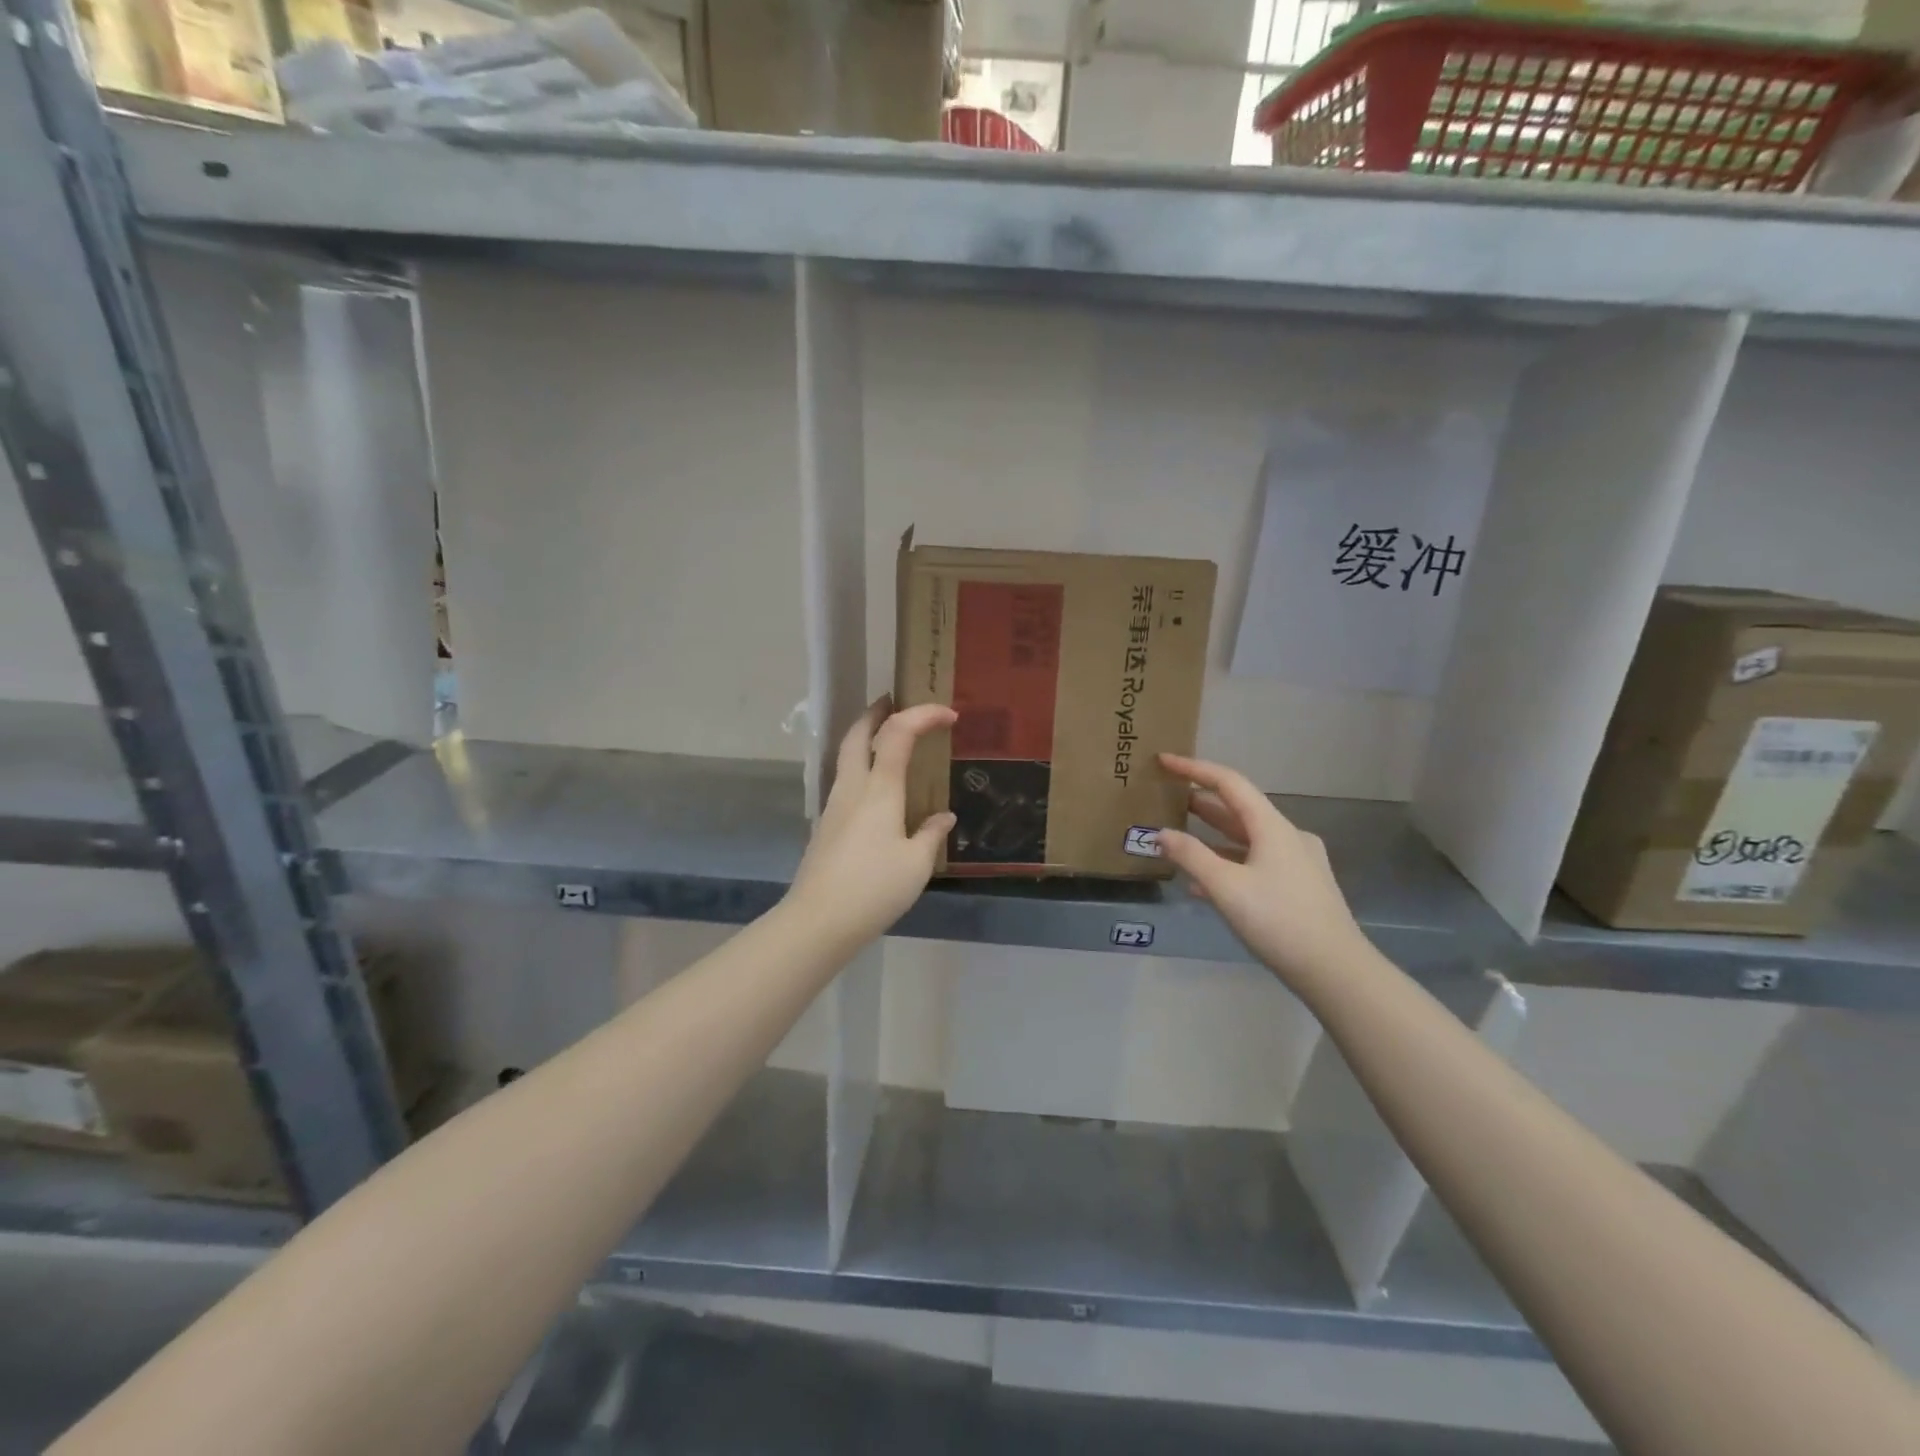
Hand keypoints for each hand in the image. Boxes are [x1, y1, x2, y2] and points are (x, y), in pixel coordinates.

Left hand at [784, 697, 956, 950]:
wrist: (818, 921)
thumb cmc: (874, 889)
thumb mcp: (917, 865)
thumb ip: (931, 834)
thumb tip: (944, 817)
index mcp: (879, 790)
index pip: (898, 733)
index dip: (923, 715)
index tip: (949, 716)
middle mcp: (852, 788)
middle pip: (858, 734)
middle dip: (877, 712)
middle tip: (896, 702)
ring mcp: (834, 807)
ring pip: (846, 756)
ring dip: (865, 737)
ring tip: (888, 741)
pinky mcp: (826, 826)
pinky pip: (846, 781)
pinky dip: (862, 767)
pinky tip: (877, 791)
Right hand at [1157, 752, 1369, 986]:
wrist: (1335, 972)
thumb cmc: (1278, 921)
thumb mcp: (1226, 887)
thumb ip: (1190, 856)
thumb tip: (1161, 833)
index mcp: (1273, 827)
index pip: (1229, 783)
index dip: (1195, 769)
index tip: (1165, 760)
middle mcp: (1288, 837)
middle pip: (1239, 810)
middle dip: (1202, 802)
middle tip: (1168, 796)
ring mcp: (1297, 863)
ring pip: (1247, 839)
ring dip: (1213, 836)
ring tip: (1180, 836)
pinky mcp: (1299, 888)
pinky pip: (1256, 864)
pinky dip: (1228, 864)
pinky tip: (1204, 884)